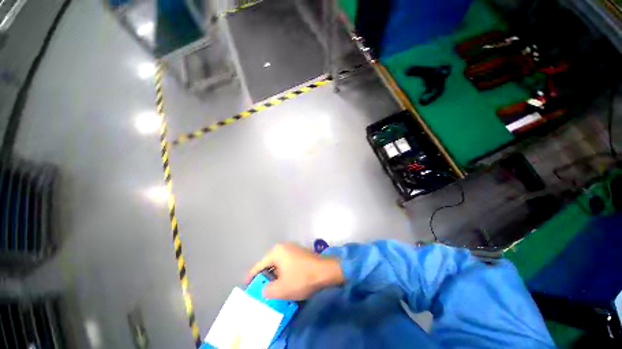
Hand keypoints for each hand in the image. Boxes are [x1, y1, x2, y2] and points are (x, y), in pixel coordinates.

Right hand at [245, 243, 344, 300]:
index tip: (246, 285)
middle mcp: (284, 246)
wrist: (325, 271)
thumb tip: (266, 289)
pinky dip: (284, 272)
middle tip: (260, 288)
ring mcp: (293, 248)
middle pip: (269, 263)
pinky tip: (285, 281)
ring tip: (272, 287)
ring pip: (279, 263)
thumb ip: (268, 290)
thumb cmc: (301, 278)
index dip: (251, 276)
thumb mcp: (281, 289)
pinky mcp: (300, 253)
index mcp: (277, 252)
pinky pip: (287, 263)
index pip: (259, 265)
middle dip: (265, 276)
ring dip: (275, 275)